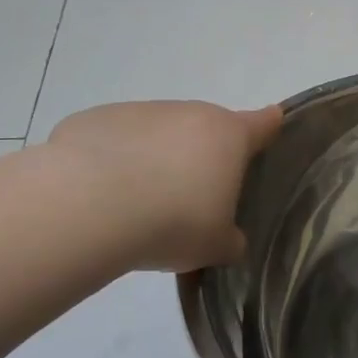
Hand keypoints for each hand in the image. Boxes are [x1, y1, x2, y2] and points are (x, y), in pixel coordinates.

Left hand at [47, 100, 282, 271]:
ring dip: (158, 159)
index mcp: (228, 137)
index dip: (270, 128)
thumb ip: (231, 239)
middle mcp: (188, 113)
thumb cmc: (172, 223)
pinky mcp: (94, 119)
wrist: (86, 208)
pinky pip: (116, 141)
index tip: (271, 130)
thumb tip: (229, 240)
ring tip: (141, 203)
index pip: (263, 123)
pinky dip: (115, 161)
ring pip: (159, 133)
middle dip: (204, 157)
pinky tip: (102, 195)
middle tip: (192, 200)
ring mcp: (139, 112)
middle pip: (207, 129)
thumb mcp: (216, 246)